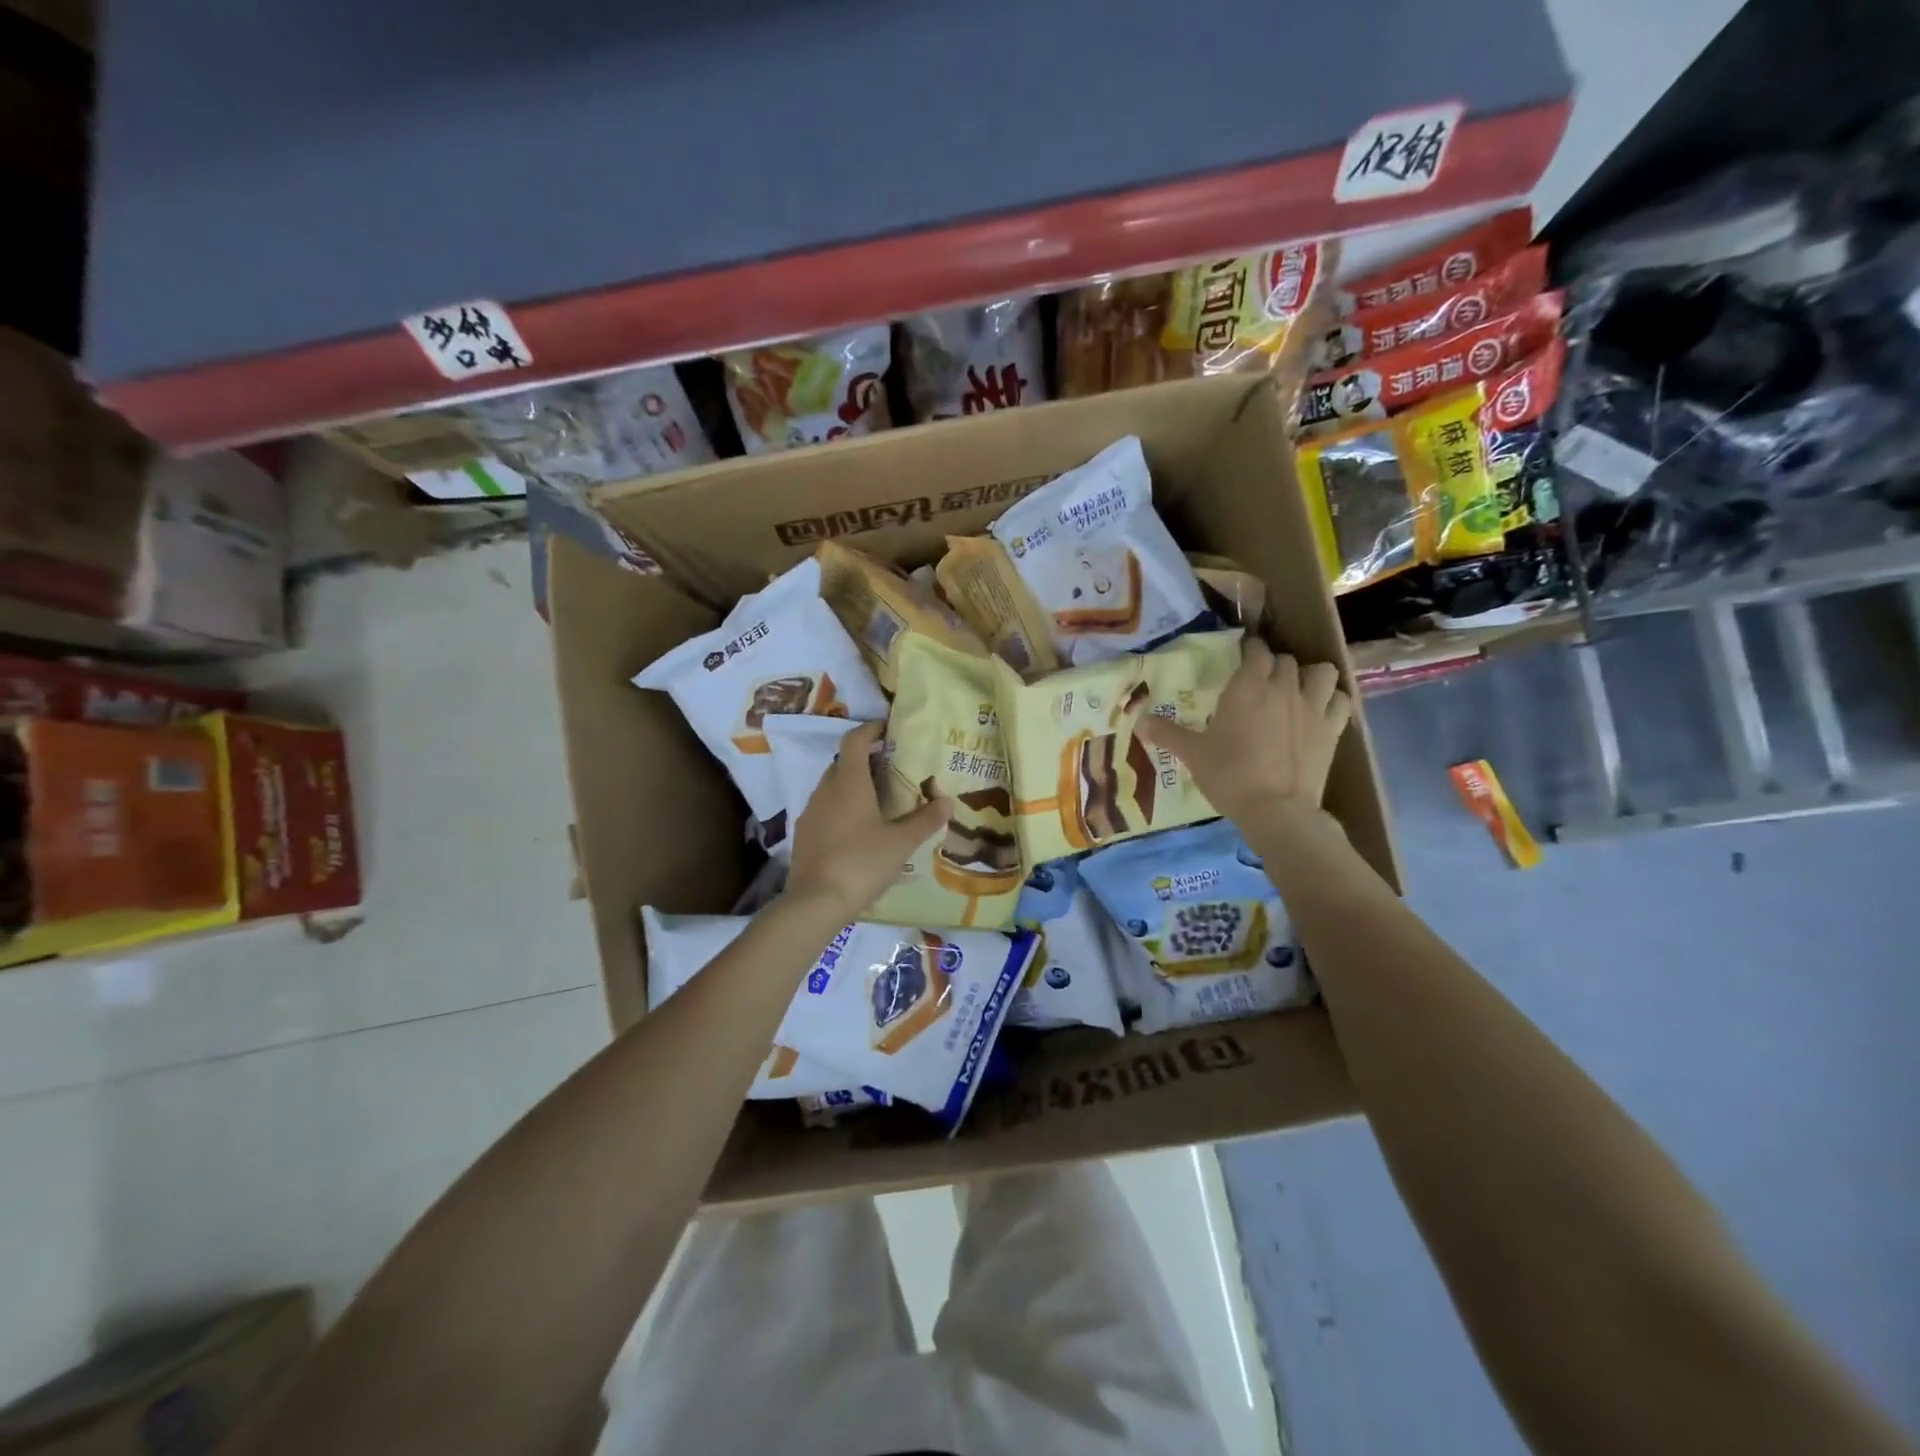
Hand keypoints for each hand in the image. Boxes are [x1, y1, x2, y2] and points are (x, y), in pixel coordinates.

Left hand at [786, 722, 949, 916]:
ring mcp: (810, 812)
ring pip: (833, 786)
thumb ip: (926, 819)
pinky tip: (859, 830)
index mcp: (849, 782)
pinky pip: (825, 809)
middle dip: (865, 759)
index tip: (889, 729)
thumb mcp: (902, 842)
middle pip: (844, 762)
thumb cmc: (862, 862)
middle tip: (892, 768)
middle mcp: (825, 789)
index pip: (855, 739)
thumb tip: (947, 801)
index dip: (871, 729)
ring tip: (879, 800)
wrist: (816, 902)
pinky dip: (842, 807)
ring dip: (853, 785)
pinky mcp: (804, 834)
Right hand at [1136, 639, 1351, 825]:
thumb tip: (1138, 721)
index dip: (1249, 650)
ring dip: (1309, 676)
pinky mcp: (1332, 729)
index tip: (1241, 659)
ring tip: (1298, 690)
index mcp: (1248, 686)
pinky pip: (1341, 700)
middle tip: (1260, 683)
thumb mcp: (1192, 754)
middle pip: (1285, 660)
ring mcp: (1313, 707)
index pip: (1255, 650)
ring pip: (1321, 672)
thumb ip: (1166, 733)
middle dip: (1273, 665)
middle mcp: (1283, 687)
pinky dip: (1332, 700)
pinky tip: (1320, 712)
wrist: (1276, 810)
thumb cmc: (1229, 776)